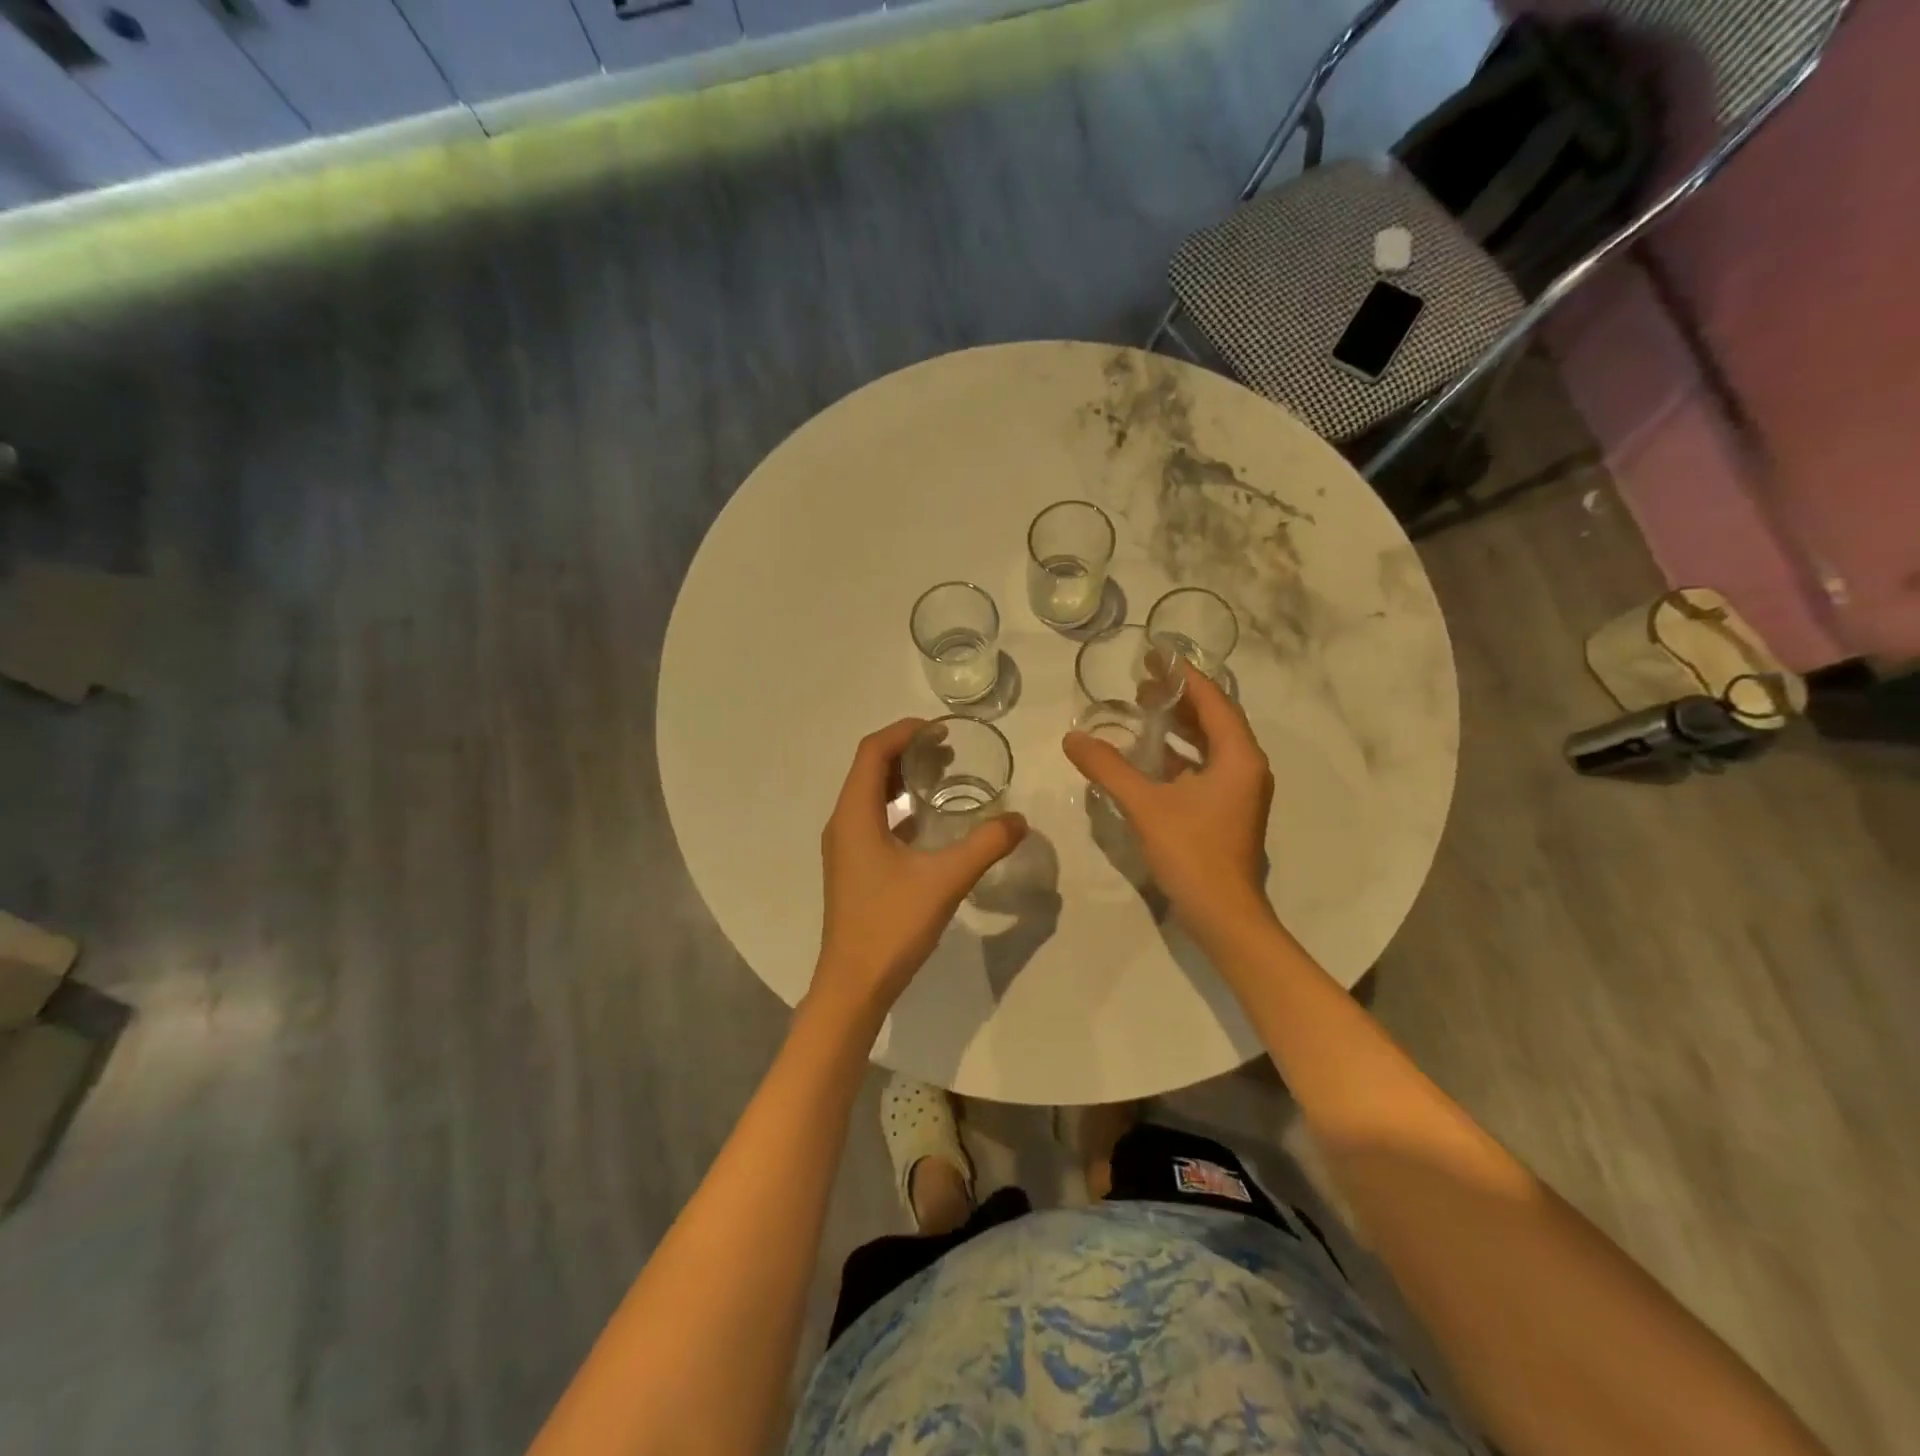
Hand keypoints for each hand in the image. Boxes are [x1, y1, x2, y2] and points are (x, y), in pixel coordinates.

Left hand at [813, 718, 1027, 1016]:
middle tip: (949, 750)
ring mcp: (845, 847)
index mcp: (854, 815)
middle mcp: (843, 823)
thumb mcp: (945, 880)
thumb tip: (1020, 820)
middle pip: (869, 769)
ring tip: (943, 774)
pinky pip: (873, 820)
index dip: (904, 732)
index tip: (941, 730)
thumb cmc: (891, 925)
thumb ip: (985, 846)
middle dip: (906, 751)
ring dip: (902, 778)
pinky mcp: (853, 867)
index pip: (872, 752)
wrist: (854, 985)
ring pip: (870, 795)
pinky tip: (930, 820)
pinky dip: (899, 808)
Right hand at [1063, 661, 1275, 941]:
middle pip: (1214, 719)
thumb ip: (1108, 768)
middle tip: (1142, 681)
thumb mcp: (1145, 805)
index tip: (1155, 655)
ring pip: (1209, 745)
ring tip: (1142, 710)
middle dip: (1179, 698)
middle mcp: (1245, 767)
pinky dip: (1179, 755)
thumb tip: (1072, 737)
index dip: (1183, 676)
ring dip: (1179, 726)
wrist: (1222, 915)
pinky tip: (1148, 755)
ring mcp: (1238, 791)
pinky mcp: (1226, 810)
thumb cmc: (1192, 852)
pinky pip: (1204, 768)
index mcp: (1238, 757)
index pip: (1213, 700)